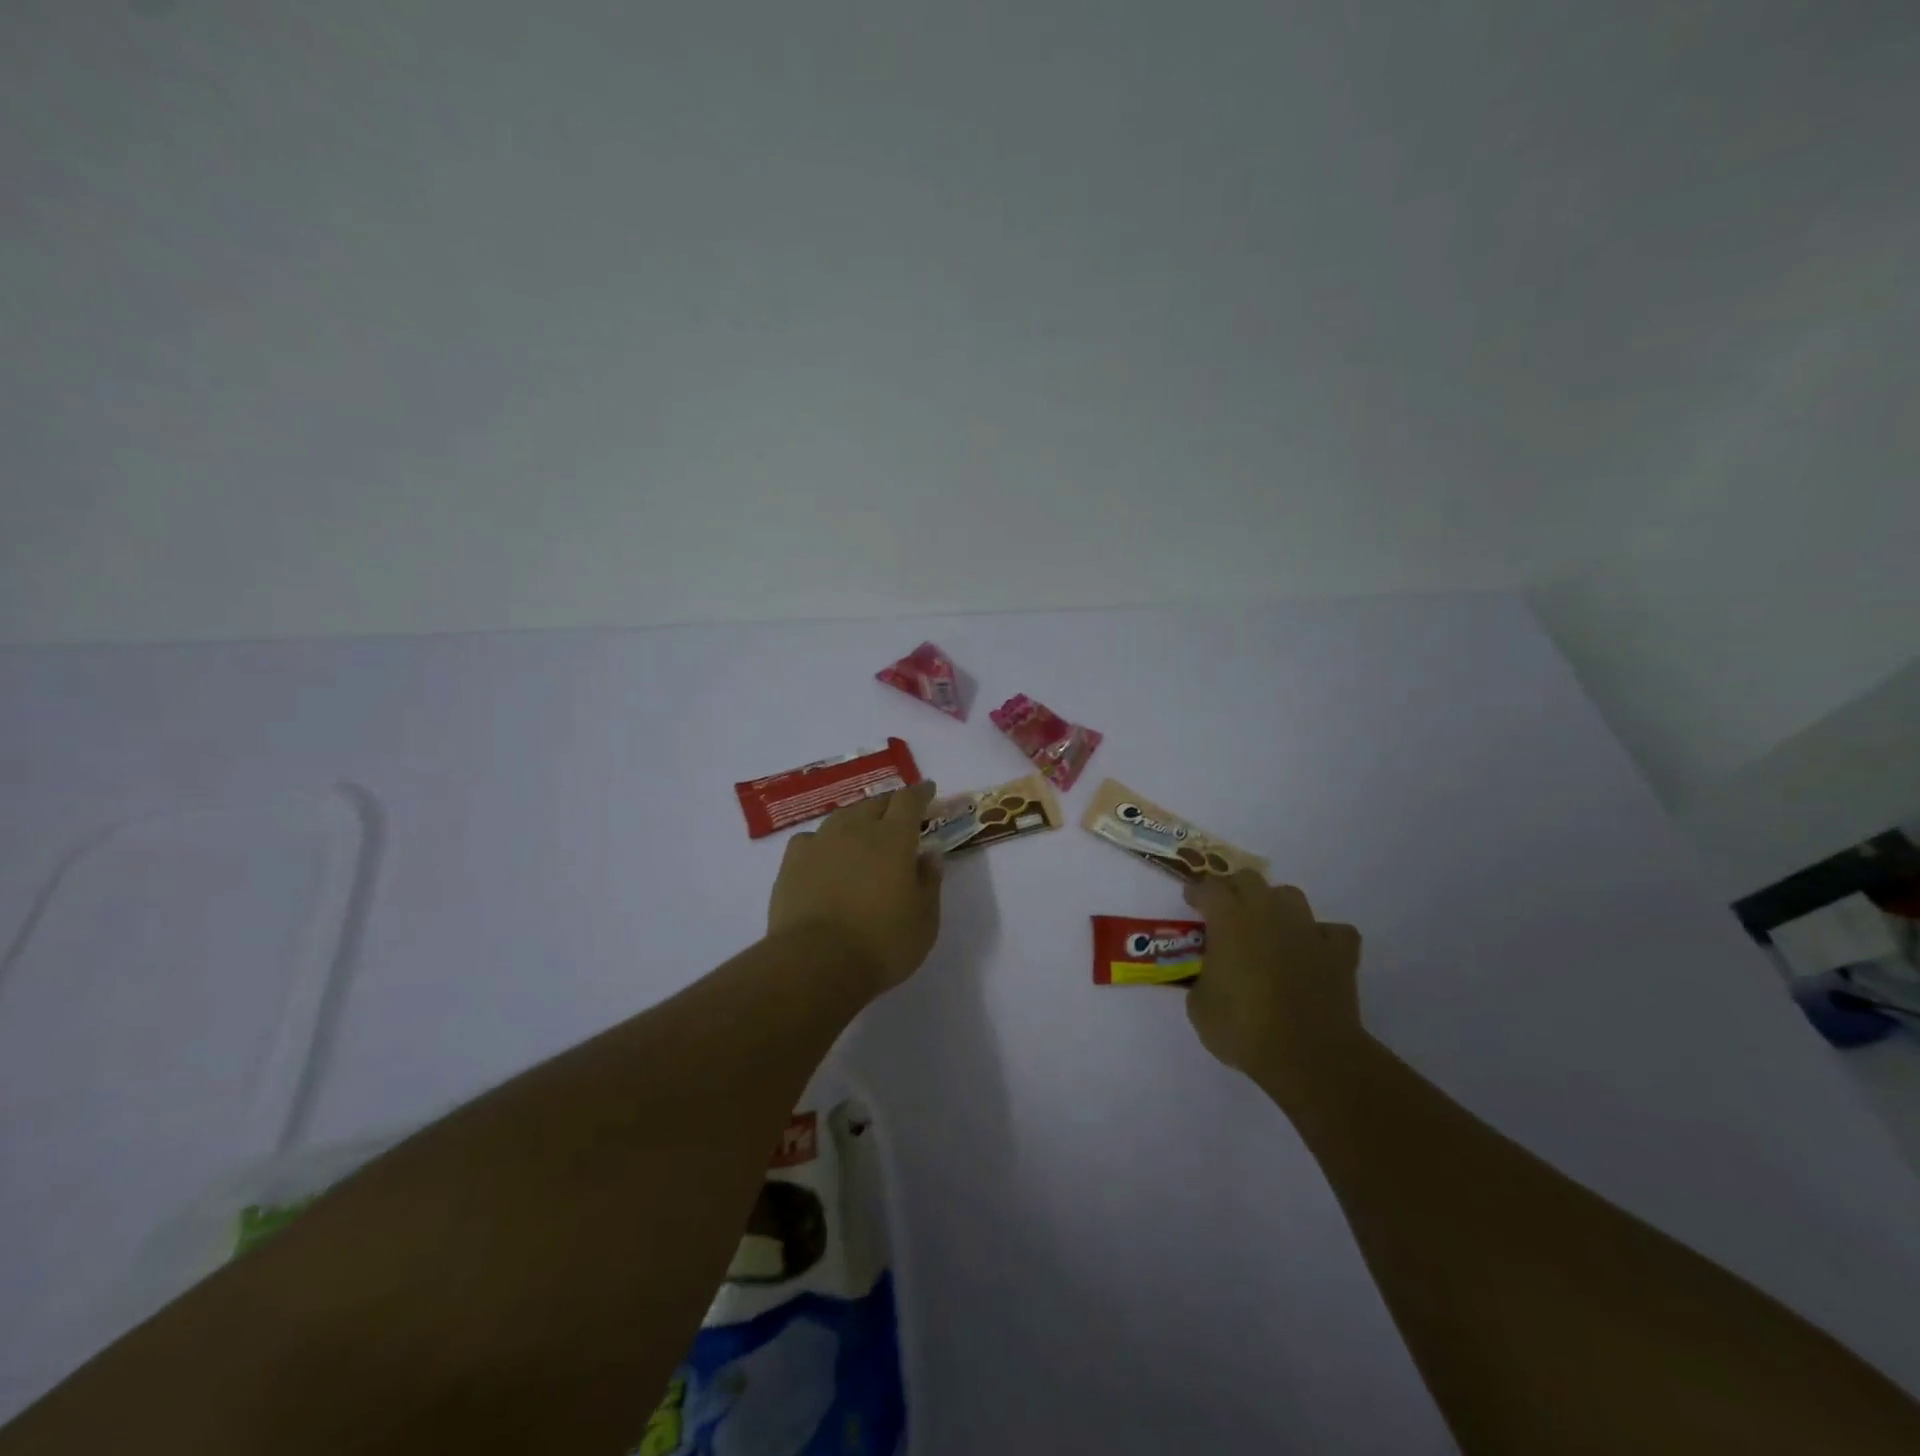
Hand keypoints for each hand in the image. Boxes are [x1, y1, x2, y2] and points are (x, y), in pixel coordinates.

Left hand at [768, 781, 943, 993]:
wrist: (816, 963)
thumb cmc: (882, 943)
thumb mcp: (924, 919)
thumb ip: (929, 881)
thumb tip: (929, 855)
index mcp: (894, 838)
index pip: (909, 800)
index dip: (920, 792)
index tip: (927, 789)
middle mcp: (857, 829)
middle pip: (875, 803)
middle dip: (890, 804)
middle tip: (898, 815)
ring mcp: (821, 842)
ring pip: (842, 817)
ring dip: (857, 819)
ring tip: (862, 832)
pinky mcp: (792, 861)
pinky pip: (812, 838)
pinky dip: (824, 841)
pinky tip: (825, 855)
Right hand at [1183, 871, 1364, 1109]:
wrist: (1309, 1056)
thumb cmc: (1244, 1028)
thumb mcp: (1200, 1007)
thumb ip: (1202, 980)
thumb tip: (1211, 978)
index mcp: (1229, 920)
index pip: (1208, 888)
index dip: (1197, 892)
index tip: (1191, 900)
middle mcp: (1267, 913)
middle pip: (1249, 879)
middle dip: (1235, 889)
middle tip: (1226, 910)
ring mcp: (1307, 930)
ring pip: (1290, 896)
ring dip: (1276, 906)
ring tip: (1269, 927)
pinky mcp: (1339, 953)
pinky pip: (1332, 931)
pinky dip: (1322, 937)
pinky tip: (1314, 951)